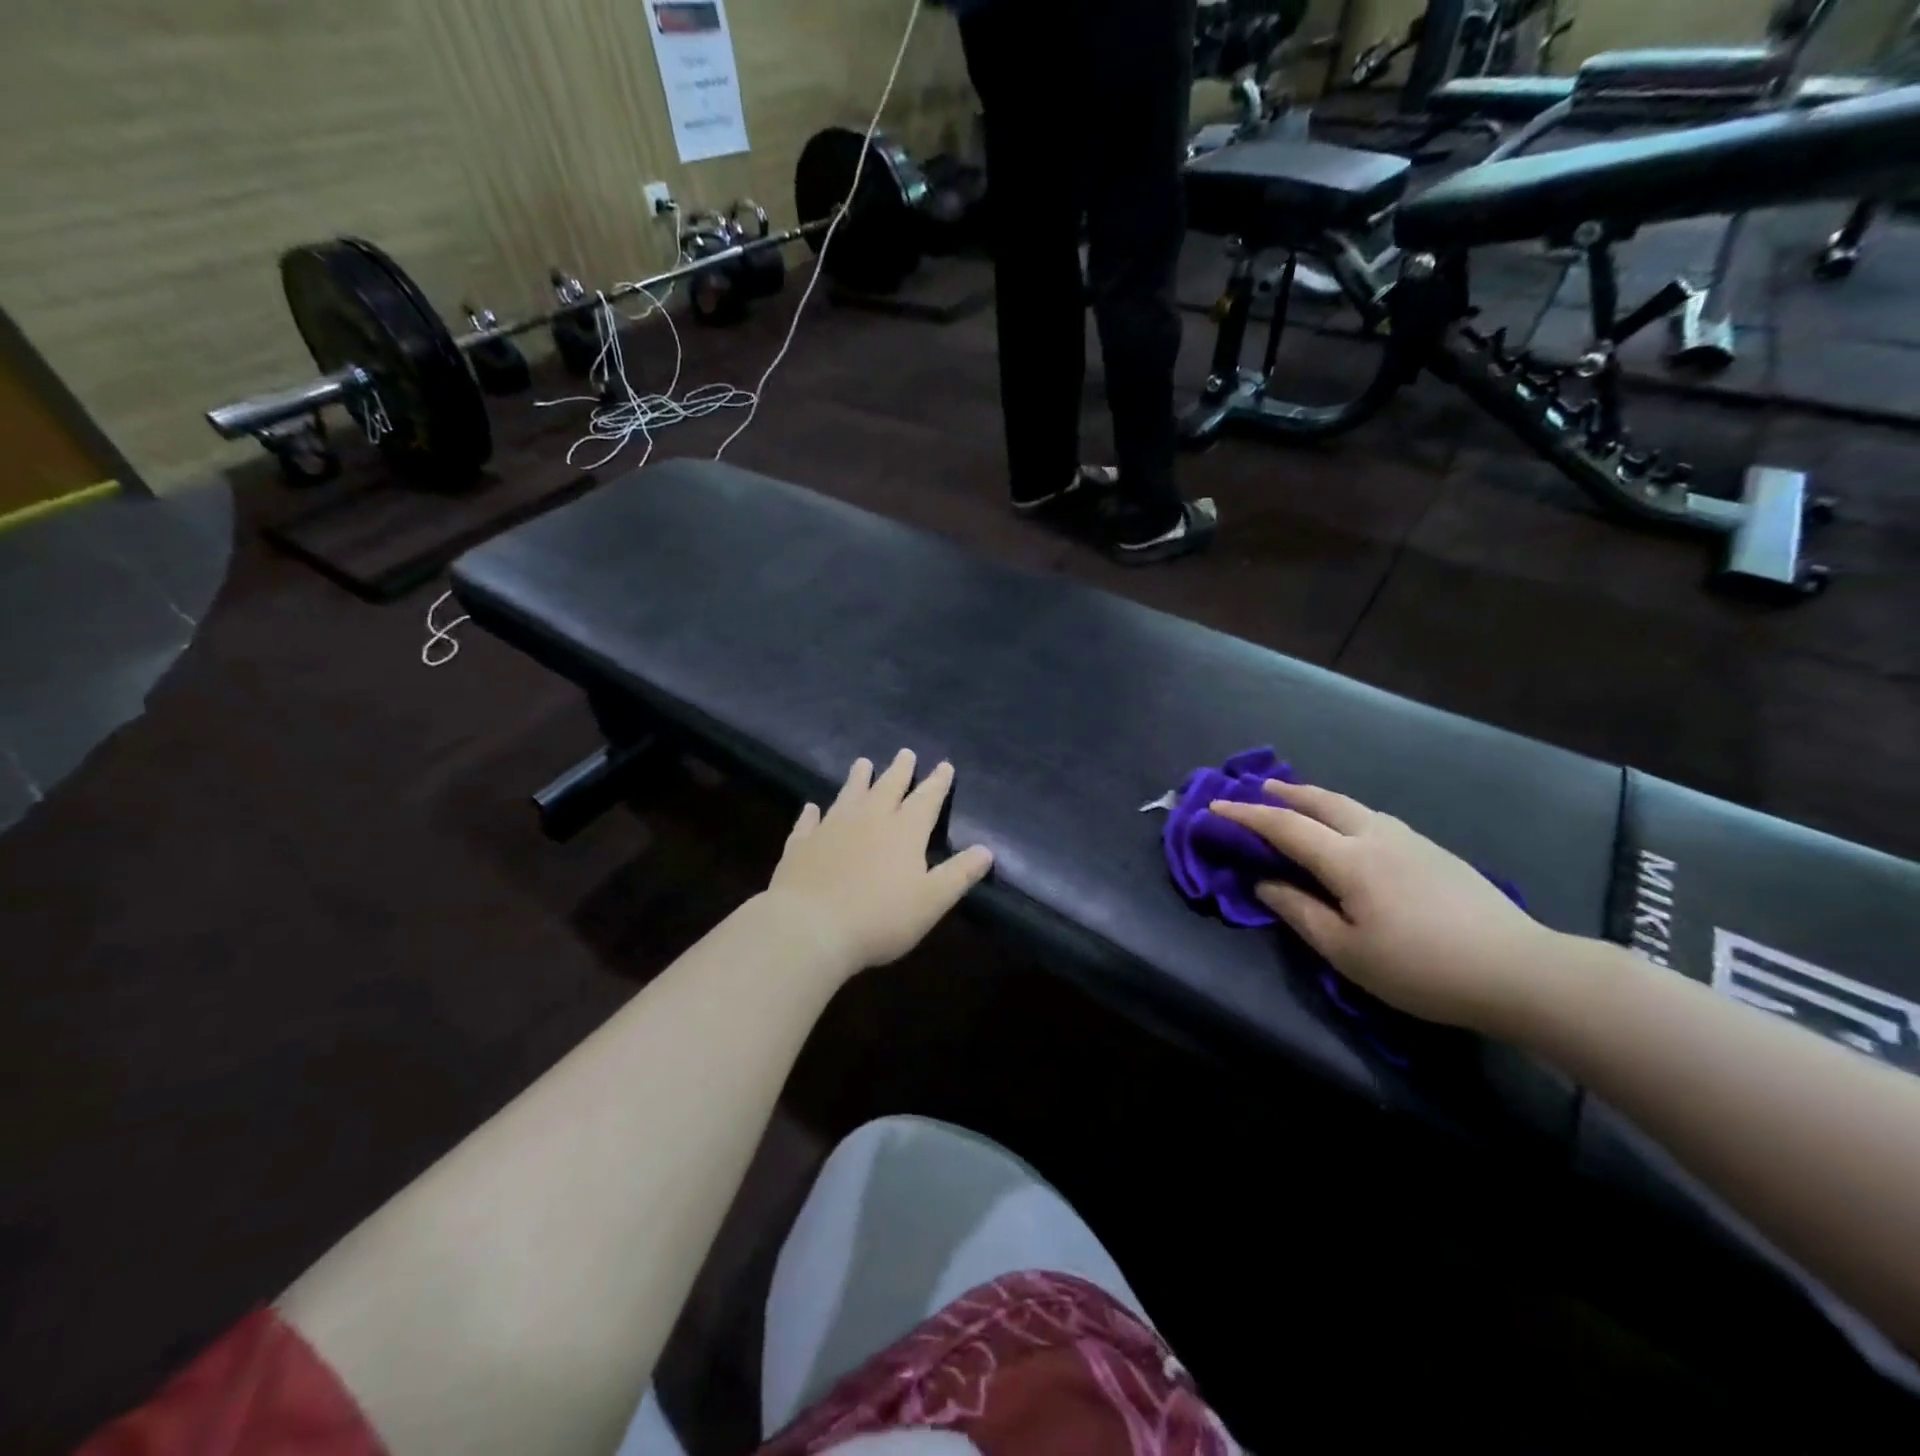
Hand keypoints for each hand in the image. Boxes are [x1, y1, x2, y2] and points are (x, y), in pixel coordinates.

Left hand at [765, 750, 994, 972]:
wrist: (810, 927)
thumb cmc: (880, 918)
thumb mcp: (931, 901)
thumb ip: (959, 874)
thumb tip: (987, 850)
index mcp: (904, 831)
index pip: (926, 799)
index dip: (937, 783)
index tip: (944, 765)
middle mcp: (869, 820)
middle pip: (888, 787)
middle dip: (900, 770)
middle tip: (905, 753)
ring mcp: (832, 829)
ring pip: (849, 795)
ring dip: (858, 778)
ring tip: (863, 762)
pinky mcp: (801, 845)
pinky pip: (808, 823)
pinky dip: (812, 814)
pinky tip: (811, 808)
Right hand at [1210, 780, 1554, 1034]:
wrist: (1520, 970)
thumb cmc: (1422, 968)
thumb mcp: (1347, 952)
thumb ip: (1300, 912)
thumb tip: (1265, 883)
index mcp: (1349, 859)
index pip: (1284, 827)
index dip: (1245, 816)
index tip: (1215, 807)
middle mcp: (1376, 835)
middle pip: (1322, 801)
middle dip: (1284, 793)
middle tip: (1257, 789)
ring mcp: (1410, 839)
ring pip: (1352, 805)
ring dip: (1316, 799)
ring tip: (1298, 802)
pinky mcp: (1434, 851)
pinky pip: (1373, 818)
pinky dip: (1344, 812)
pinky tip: (1349, 830)